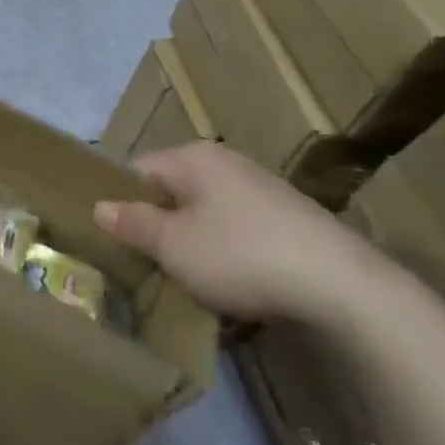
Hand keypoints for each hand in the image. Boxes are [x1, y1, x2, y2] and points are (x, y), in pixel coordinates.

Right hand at [94, 143, 382, 325]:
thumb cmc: (241, 256)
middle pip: (173, 192)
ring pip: (205, 213)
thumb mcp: (174, 245)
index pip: (137, 171)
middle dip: (157, 226)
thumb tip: (100, 207)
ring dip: (191, 243)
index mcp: (193, 157)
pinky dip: (226, 253)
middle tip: (145, 264)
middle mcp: (226, 163)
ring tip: (185, 280)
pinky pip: (237, 230)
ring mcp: (262, 190)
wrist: (344, 288)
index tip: (114, 240)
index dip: (120, 203)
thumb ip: (133, 224)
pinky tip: (230, 284)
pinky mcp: (289, 220)